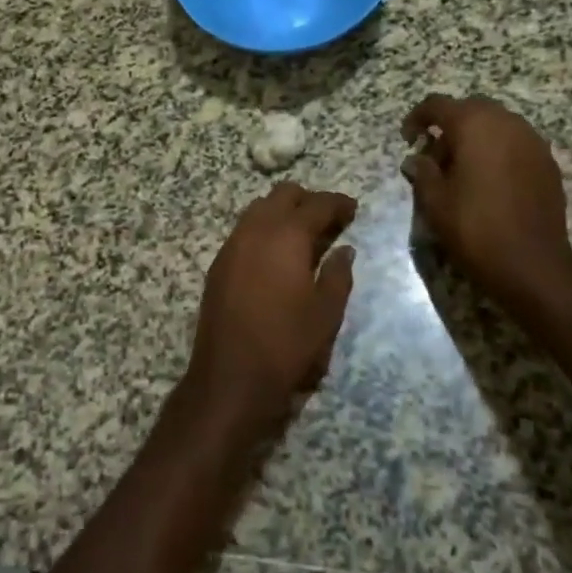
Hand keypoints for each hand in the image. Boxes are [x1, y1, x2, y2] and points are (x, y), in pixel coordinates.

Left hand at [186, 182, 357, 437]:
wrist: (230, 377)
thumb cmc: (287, 344)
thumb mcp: (326, 313)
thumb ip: (338, 275)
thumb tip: (345, 250)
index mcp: (286, 235)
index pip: (317, 204)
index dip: (338, 203)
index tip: (353, 209)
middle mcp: (255, 230)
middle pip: (283, 195)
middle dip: (308, 201)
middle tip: (328, 221)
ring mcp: (232, 245)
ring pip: (259, 209)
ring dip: (282, 213)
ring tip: (303, 236)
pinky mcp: (218, 264)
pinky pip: (244, 230)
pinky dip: (263, 230)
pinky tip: (276, 255)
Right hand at [402, 94, 571, 309]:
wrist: (532, 264)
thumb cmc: (475, 227)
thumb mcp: (435, 202)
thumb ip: (422, 172)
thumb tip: (416, 159)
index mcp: (474, 124)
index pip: (437, 105)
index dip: (417, 118)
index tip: (407, 139)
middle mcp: (506, 122)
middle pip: (470, 109)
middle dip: (449, 125)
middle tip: (434, 155)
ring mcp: (532, 141)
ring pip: (496, 124)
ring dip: (475, 137)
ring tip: (461, 169)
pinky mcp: (548, 162)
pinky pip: (515, 144)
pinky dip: (498, 151)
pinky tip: (489, 181)